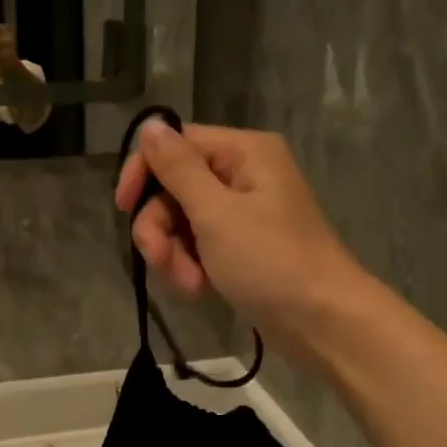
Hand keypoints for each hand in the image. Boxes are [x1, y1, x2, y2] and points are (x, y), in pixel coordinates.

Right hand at [113, 120, 364, 344]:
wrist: (322, 321)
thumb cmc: (271, 262)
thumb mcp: (216, 213)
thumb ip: (178, 169)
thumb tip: (150, 125)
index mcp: (243, 152)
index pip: (175, 145)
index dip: (143, 173)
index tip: (123, 209)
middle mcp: (243, 174)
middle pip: (174, 187)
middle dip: (161, 228)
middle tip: (163, 263)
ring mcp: (243, 213)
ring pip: (182, 221)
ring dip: (175, 254)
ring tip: (190, 285)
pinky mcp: (242, 246)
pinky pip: (200, 245)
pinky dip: (192, 266)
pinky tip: (199, 289)